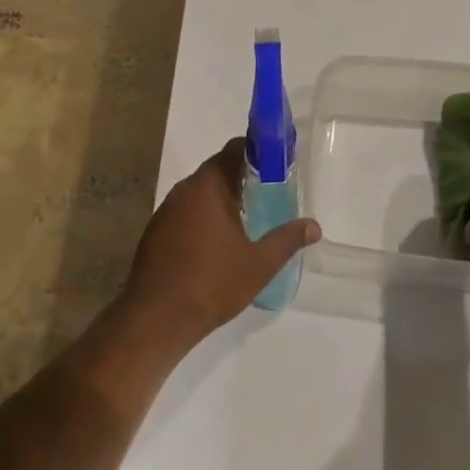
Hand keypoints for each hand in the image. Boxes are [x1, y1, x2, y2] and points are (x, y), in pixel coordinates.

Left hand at [119, 138, 320, 345]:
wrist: (155, 319)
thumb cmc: (211, 284)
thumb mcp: (259, 264)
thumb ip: (287, 240)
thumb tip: (314, 226)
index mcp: (209, 186)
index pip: (235, 150)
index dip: (258, 151)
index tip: (278, 163)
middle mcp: (184, 190)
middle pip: (218, 170)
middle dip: (244, 177)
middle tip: (270, 192)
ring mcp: (166, 210)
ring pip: (201, 192)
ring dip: (223, 198)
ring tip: (249, 217)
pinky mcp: (156, 232)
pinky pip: (187, 211)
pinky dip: (205, 216)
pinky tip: (218, 241)